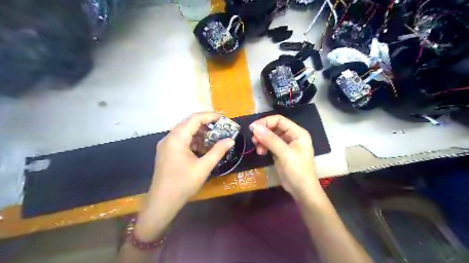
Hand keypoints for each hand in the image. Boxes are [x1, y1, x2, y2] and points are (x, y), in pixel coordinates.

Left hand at [134, 112, 231, 241]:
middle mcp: (169, 137)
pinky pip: (181, 139)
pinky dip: (193, 140)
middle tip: (221, 126)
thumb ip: (218, 151)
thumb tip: (231, 140)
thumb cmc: (183, 184)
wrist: (162, 202)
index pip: (194, 119)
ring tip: (214, 136)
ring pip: (185, 131)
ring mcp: (166, 144)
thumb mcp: (203, 167)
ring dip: (200, 132)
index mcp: (177, 138)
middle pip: (189, 123)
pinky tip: (203, 147)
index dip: (210, 116)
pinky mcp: (167, 151)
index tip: (224, 118)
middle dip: (206, 123)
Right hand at [248, 116, 322, 201]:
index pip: (279, 120)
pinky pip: (270, 144)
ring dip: (262, 140)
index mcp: (297, 133)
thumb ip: (270, 139)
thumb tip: (255, 127)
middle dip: (263, 132)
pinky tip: (261, 152)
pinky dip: (264, 146)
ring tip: (258, 149)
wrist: (302, 191)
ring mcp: (286, 145)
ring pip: (270, 136)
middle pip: (274, 127)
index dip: (266, 122)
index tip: (253, 128)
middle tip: (253, 140)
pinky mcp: (281, 152)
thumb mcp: (284, 153)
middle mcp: (292, 136)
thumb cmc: (297, 170)